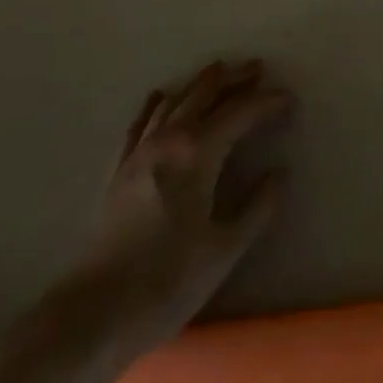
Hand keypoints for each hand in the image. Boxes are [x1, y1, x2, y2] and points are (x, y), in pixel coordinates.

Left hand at [80, 59, 292, 345]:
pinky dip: (155, 104)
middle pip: (205, 94)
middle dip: (233, 78)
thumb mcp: (225, 250)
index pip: (241, 113)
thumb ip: (257, 208)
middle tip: (256, 67)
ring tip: (218, 72)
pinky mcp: (118, 170)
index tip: (288, 99)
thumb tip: (279, 174)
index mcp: (199, 153)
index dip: (267, 102)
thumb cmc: (167, 283)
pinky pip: (139, 123)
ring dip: (199, 84)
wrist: (93, 315)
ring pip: (173, 101)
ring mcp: (139, 152)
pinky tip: (160, 96)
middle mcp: (169, 140)